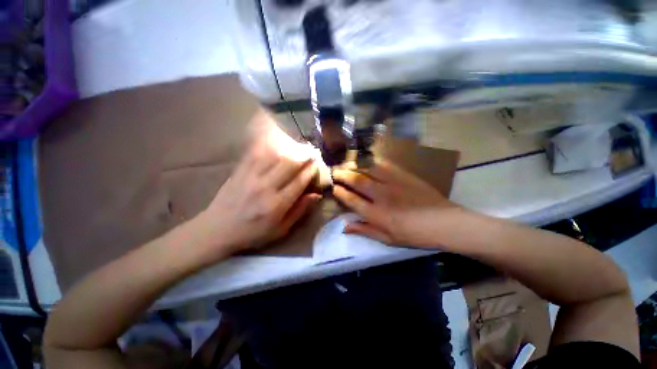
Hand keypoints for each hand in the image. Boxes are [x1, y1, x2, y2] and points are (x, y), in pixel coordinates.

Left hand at [196, 139, 320, 257]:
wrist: (217, 229)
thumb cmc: (253, 233)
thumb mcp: (281, 230)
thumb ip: (299, 211)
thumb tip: (316, 195)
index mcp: (277, 205)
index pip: (299, 181)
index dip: (310, 171)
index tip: (317, 164)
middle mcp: (265, 188)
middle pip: (289, 164)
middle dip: (303, 156)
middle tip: (310, 152)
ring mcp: (251, 177)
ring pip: (274, 156)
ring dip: (288, 149)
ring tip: (297, 146)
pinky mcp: (240, 171)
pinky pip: (256, 154)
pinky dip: (268, 146)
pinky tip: (275, 142)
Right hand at [332, 160, 460, 246]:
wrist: (444, 222)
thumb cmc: (414, 235)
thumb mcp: (388, 239)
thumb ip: (365, 230)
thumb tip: (345, 227)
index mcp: (376, 214)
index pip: (352, 200)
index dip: (340, 193)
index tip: (334, 188)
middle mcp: (381, 196)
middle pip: (357, 181)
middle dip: (343, 175)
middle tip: (335, 171)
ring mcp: (393, 183)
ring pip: (368, 170)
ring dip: (355, 166)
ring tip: (347, 164)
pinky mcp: (403, 175)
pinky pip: (384, 165)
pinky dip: (372, 162)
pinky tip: (367, 161)